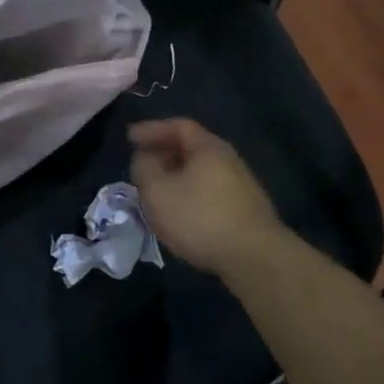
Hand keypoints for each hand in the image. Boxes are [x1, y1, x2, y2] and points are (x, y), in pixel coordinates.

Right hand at [129, 118, 283, 275]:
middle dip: (162, 153)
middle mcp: (228, 160)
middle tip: (140, 164)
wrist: (254, 257)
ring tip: (155, 190)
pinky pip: (207, 191)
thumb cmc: (200, 218)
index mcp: (208, 148)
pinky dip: (188, 193)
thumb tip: (144, 159)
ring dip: (174, 176)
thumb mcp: (157, 191)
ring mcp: (240, 185)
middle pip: (191, 148)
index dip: (152, 129)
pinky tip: (178, 212)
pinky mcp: (243, 209)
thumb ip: (144, 169)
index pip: (178, 126)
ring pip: (199, 172)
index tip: (129, 137)